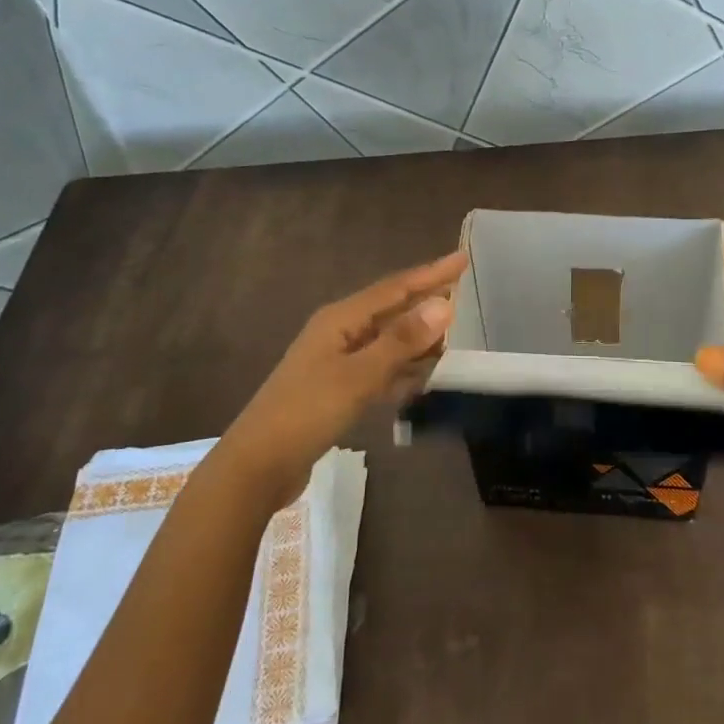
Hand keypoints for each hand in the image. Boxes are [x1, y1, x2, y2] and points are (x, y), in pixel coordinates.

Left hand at [215, 250, 466, 504]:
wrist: (258, 465)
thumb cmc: (307, 412)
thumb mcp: (359, 376)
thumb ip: (401, 341)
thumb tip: (444, 305)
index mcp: (341, 319)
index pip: (395, 288)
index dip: (431, 273)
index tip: (463, 258)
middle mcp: (339, 332)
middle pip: (392, 310)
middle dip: (426, 301)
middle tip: (465, 294)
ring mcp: (337, 361)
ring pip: (388, 340)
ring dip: (418, 337)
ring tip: (453, 335)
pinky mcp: (339, 389)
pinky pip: (381, 368)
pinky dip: (404, 368)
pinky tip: (424, 376)